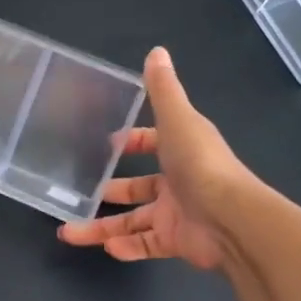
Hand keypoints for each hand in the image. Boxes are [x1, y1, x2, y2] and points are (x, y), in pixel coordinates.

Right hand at [58, 47, 253, 269]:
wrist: (231, 219)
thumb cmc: (200, 164)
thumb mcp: (177, 119)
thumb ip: (163, 89)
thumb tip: (156, 51)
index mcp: (180, 149)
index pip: (153, 143)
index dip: (132, 142)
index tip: (106, 145)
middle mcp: (178, 181)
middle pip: (138, 188)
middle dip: (111, 190)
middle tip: (80, 193)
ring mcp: (177, 214)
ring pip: (133, 222)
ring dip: (102, 228)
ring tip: (70, 233)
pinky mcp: (176, 242)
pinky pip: (146, 245)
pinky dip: (127, 248)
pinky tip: (106, 249)